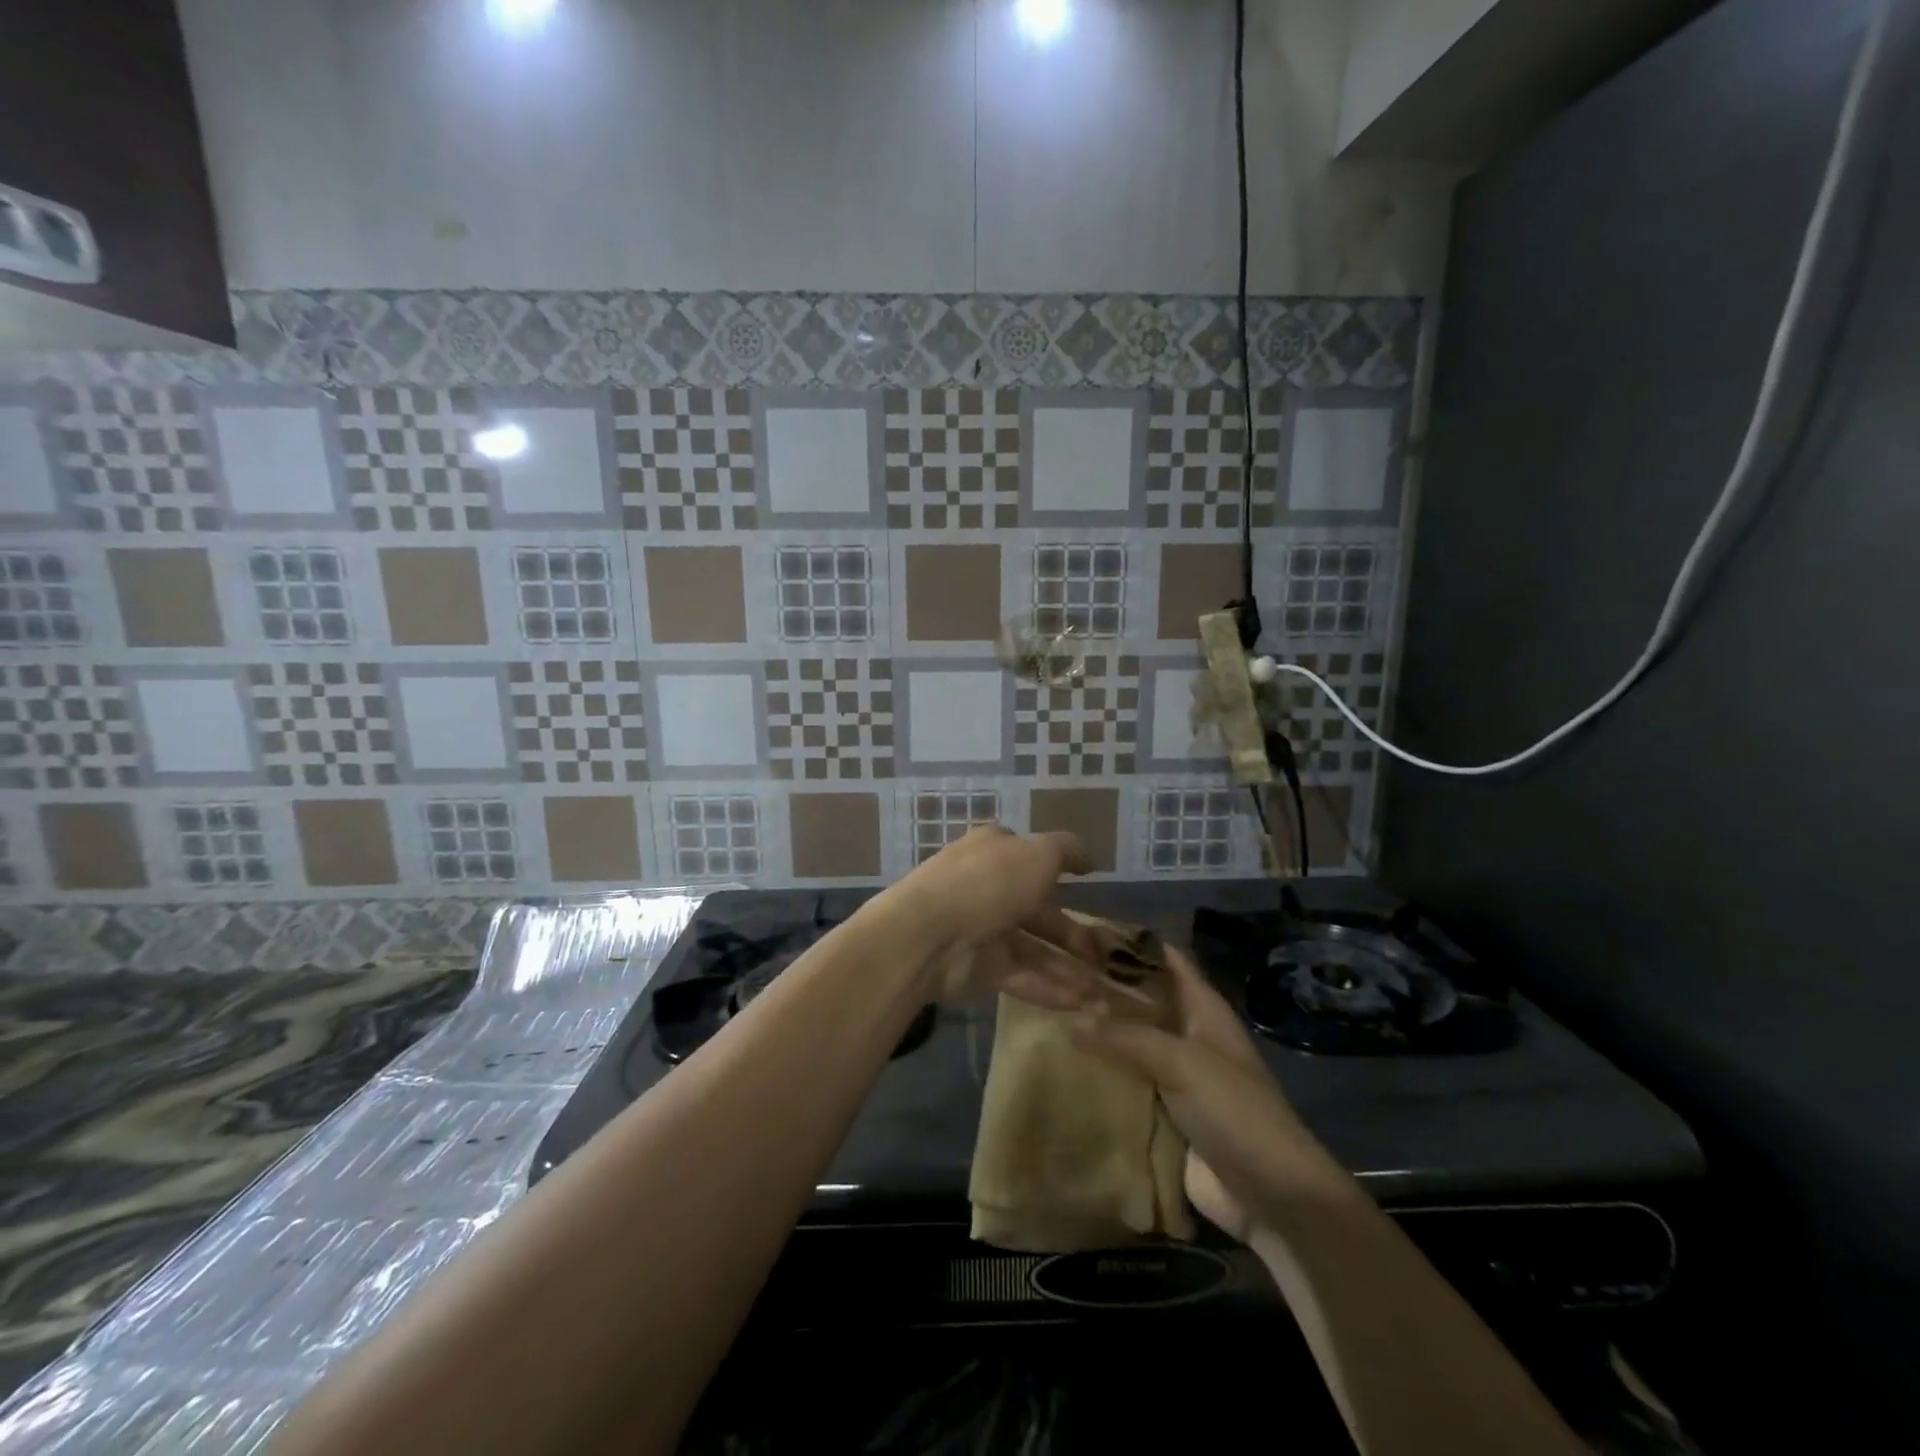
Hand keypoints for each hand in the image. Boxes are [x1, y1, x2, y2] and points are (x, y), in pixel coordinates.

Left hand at [878, 824, 1103, 1009]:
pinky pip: (1021, 976)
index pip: (1030, 857)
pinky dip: (1050, 988)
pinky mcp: (979, 968)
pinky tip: (1081, 1003)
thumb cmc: (989, 882)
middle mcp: (989, 887)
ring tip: (1102, 990)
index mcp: (996, 851)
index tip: (1087, 887)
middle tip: (1107, 956)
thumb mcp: (1038, 854)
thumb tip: (1088, 858)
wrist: (930, 934)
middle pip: (1038, 911)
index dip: (1059, 871)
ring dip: (1067, 967)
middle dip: (1073, 934)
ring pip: (1033, 949)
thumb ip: (1066, 852)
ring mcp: (982, 929)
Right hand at [1071, 945, 1322, 1243]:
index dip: (1128, 941)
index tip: (1080, 931)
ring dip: (1094, 1033)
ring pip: (1126, 1042)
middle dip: (1100, 987)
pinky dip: (1096, 1075)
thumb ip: (1126, 1037)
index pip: (1163, 958)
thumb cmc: (1235, 1112)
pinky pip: (1122, 1083)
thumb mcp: (1182, 1063)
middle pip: (1138, 999)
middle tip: (1049, 976)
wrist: (1272, 1198)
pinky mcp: (1160, 1112)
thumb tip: (1070, 1019)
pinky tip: (1058, 1066)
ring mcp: (1172, 1074)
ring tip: (1043, 1015)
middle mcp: (1185, 1033)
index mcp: (1201, 1008)